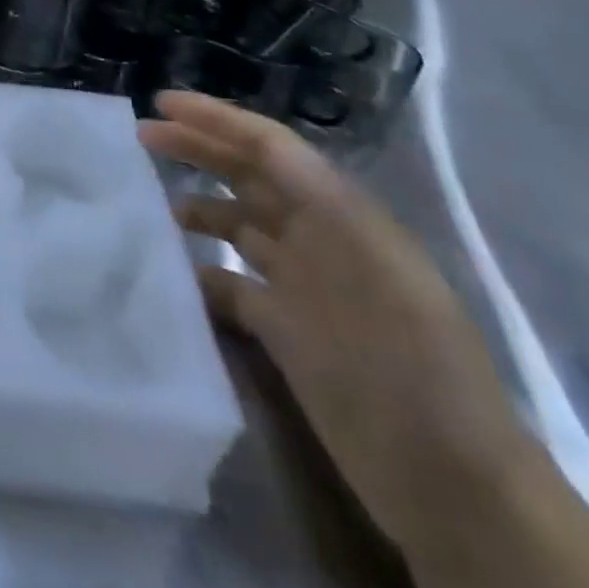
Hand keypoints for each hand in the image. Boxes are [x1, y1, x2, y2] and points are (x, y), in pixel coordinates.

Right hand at [144, 93, 588, 587]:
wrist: (448, 485)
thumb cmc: (416, 368)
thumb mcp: (382, 274)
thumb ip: (326, 205)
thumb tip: (268, 146)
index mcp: (343, 217)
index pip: (271, 147)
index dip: (217, 119)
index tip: (162, 102)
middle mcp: (318, 240)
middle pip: (248, 176)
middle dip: (197, 147)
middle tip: (140, 136)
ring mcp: (300, 286)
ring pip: (235, 223)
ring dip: (193, 203)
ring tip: (144, 201)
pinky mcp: (283, 329)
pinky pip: (228, 282)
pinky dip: (197, 269)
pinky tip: (166, 271)